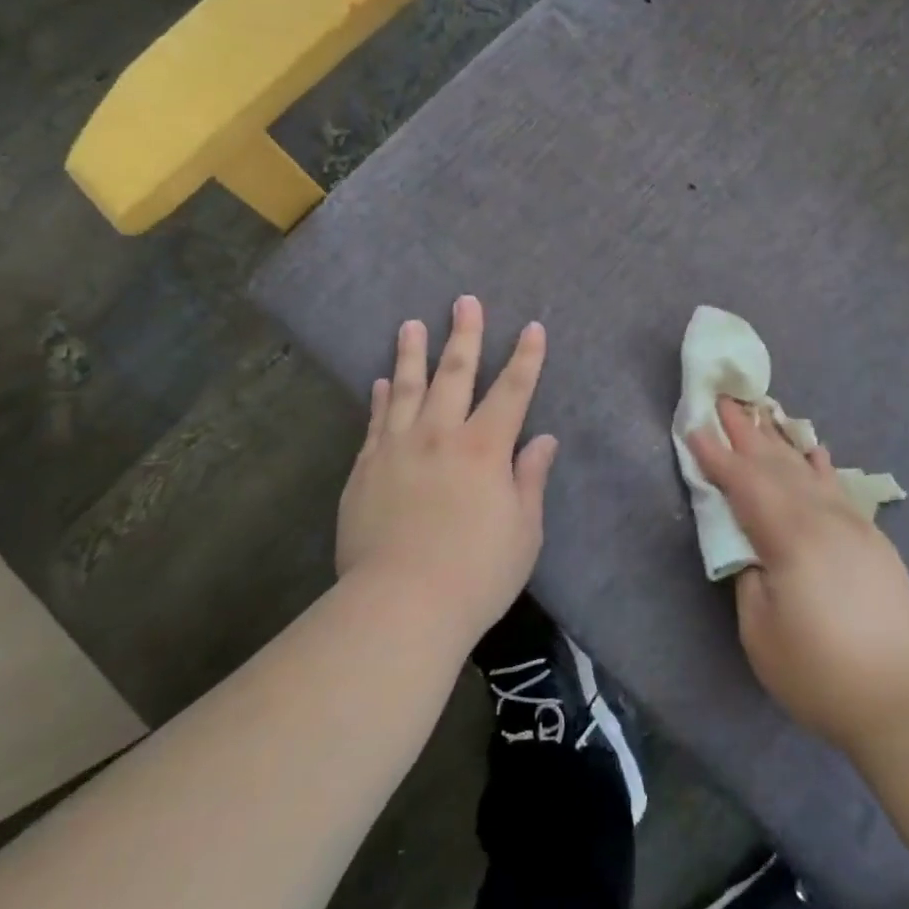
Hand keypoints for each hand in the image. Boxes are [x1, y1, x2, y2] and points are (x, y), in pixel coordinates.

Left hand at [337, 297, 557, 652]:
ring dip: (412, 353)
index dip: (526, 358)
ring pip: (406, 388)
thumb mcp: (523, 531)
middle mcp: (440, 436)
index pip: (512, 391)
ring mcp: (396, 450)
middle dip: (464, 336)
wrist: (400, 606)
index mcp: (484, 449)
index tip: (532, 327)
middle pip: (454, 375)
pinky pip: (375, 422)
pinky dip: (381, 398)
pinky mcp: (364, 471)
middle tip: (464, 301)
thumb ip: (531, 479)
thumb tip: (544, 440)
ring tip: (411, 324)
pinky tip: (381, 382)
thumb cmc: (476, 573)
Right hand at [689, 398, 908, 758]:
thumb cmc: (822, 672)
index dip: (716, 457)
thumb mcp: (761, 632)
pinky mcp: (871, 539)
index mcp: (790, 537)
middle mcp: (822, 518)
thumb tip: (751, 547)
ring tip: (762, 413)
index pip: (744, 485)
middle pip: (775, 466)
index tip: (693, 427)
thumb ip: (749, 576)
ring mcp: (851, 525)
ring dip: (779, 441)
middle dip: (746, 433)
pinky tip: (814, 450)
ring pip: (807, 470)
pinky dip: (819, 465)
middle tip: (724, 400)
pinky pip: (837, 487)